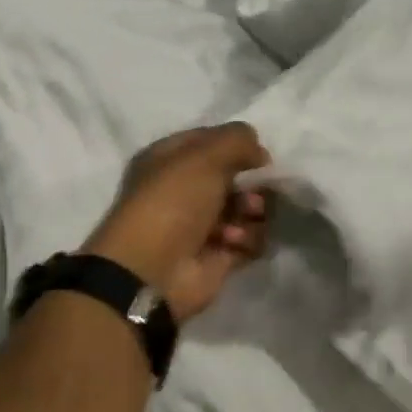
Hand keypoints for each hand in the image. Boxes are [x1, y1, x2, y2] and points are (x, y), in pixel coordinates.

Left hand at [83, 124, 273, 321]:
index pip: (213, 142)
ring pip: (248, 208)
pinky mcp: (219, 255)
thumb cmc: (172, 203)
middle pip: (236, 178)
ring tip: (240, 223)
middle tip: (251, 196)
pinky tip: (233, 243)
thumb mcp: (203, 156)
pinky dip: (249, 240)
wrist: (152, 271)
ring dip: (251, 213)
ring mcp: (203, 225)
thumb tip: (260, 153)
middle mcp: (186, 190)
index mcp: (170, 160)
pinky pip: (251, 239)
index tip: (258, 157)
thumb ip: (238, 140)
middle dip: (252, 185)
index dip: (238, 146)